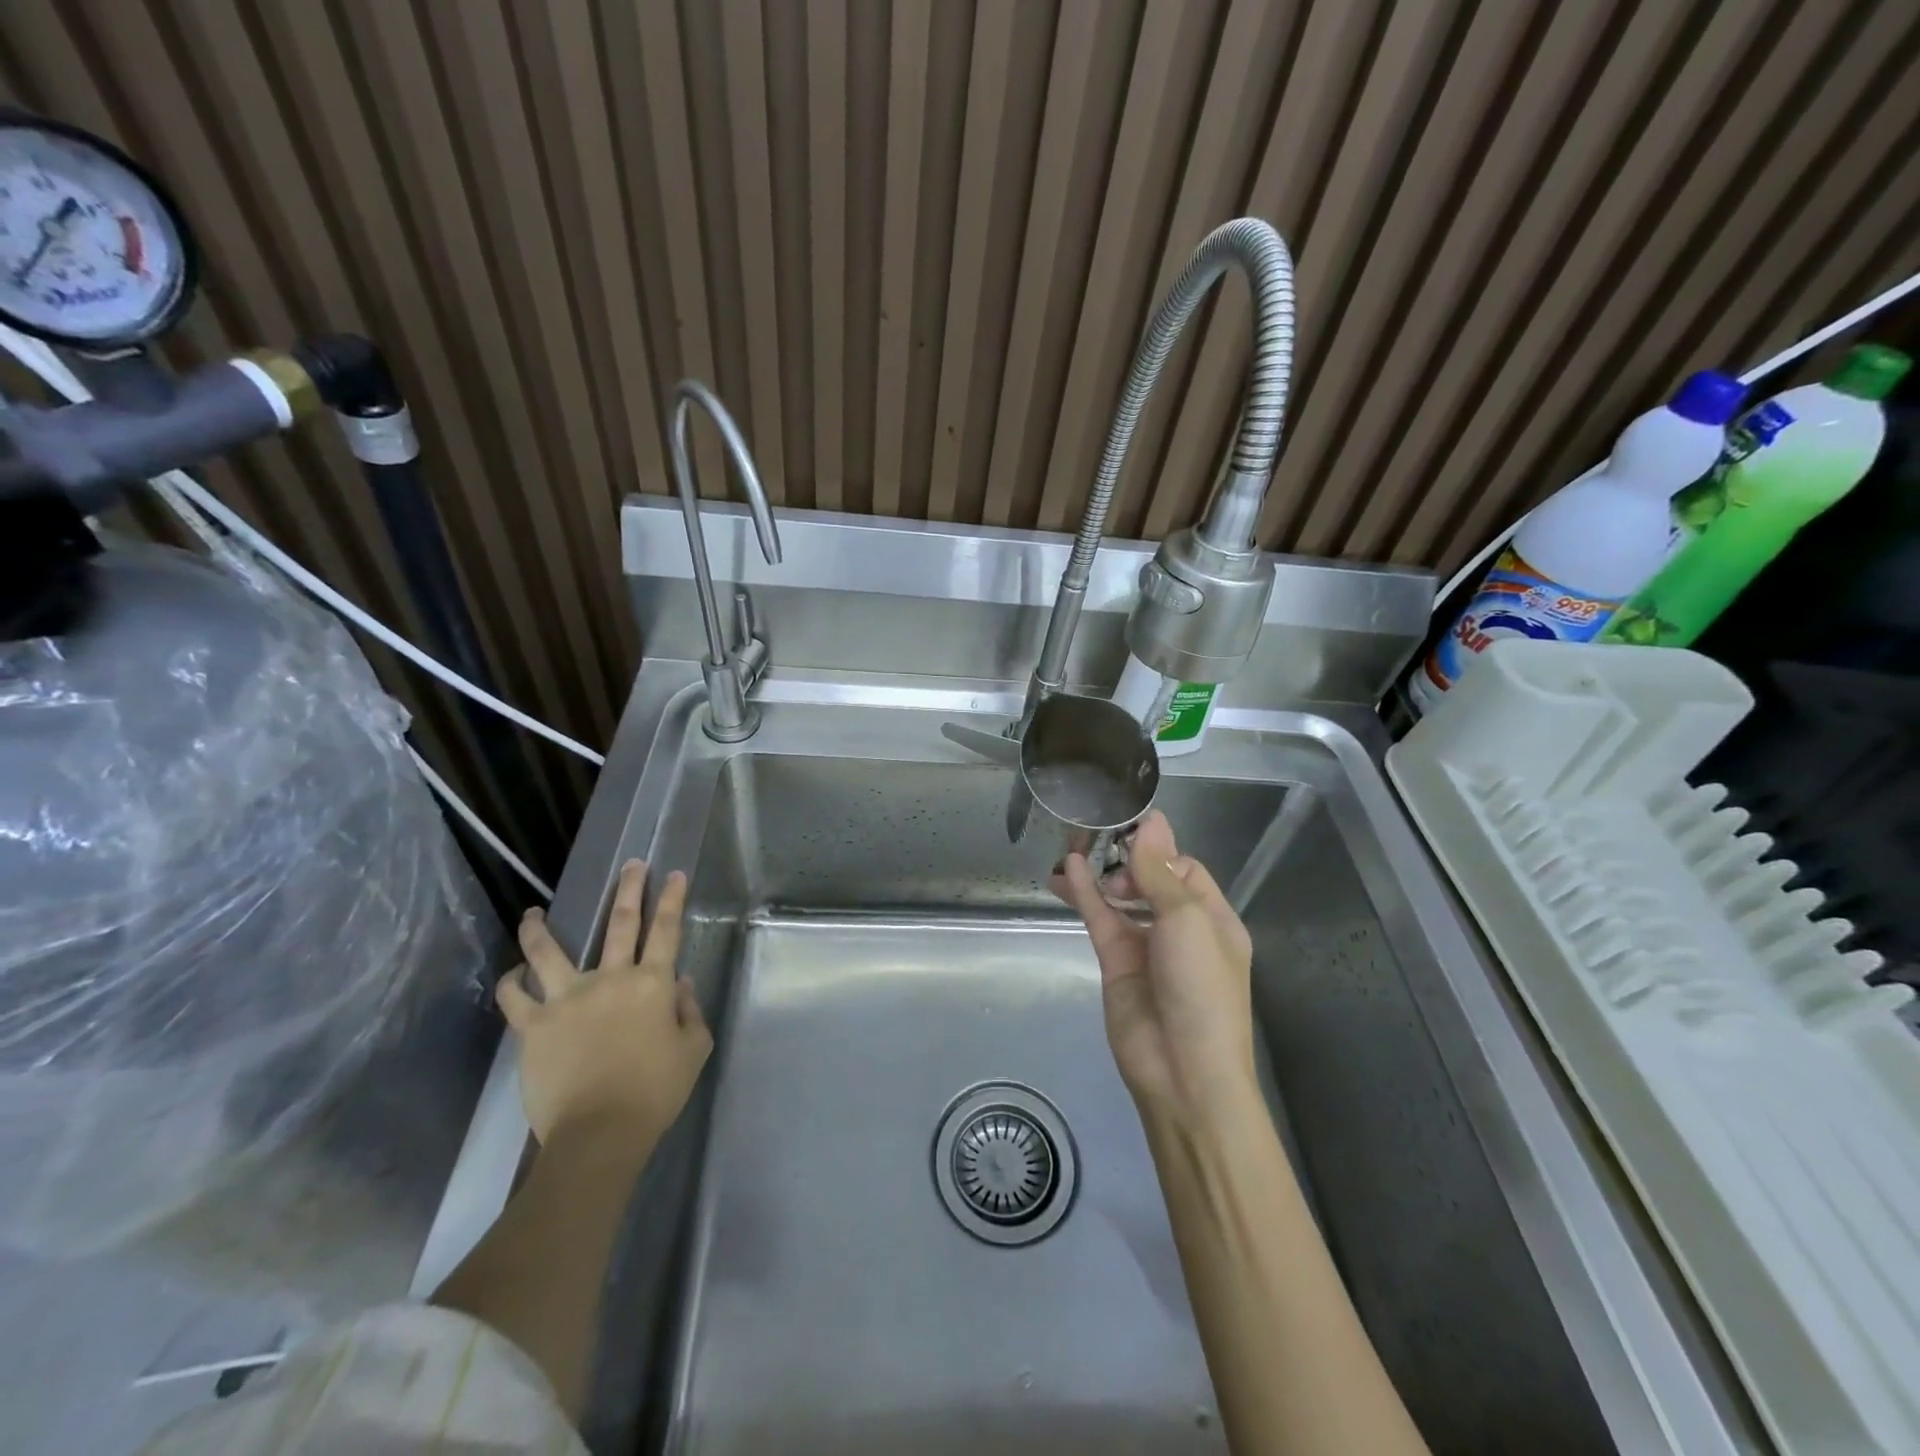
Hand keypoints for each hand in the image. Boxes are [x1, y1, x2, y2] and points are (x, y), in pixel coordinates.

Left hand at [498, 860, 712, 1145]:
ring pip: (548, 950)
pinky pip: (514, 996)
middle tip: (631, 864)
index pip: (666, 930)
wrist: (599, 1133)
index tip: (674, 874)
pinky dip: (511, 980)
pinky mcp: (533, 1026)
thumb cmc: (655, 1092)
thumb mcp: (694, 1049)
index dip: (673, 899)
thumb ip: (690, 1010)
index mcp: (652, 984)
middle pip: (619, 923)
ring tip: (534, 911)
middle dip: (628, 889)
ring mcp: (566, 999)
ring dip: (540, 927)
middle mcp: (610, 979)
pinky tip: (513, 973)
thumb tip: (680, 982)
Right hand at [1053, 811, 1255, 1124]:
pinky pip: (1100, 919)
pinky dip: (1085, 893)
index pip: (1185, 869)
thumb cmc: (1201, 987)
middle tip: (1102, 847)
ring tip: (1075, 845)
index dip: (1158, 851)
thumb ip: (1161, 871)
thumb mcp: (1188, 920)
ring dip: (1101, 873)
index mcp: (1214, 919)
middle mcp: (1181, 930)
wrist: (1183, 1071)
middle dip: (1126, 860)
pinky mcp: (1116, 962)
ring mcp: (1146, 947)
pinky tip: (1067, 869)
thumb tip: (1152, 821)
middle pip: (1150, 881)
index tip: (1127, 832)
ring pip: (1120, 898)